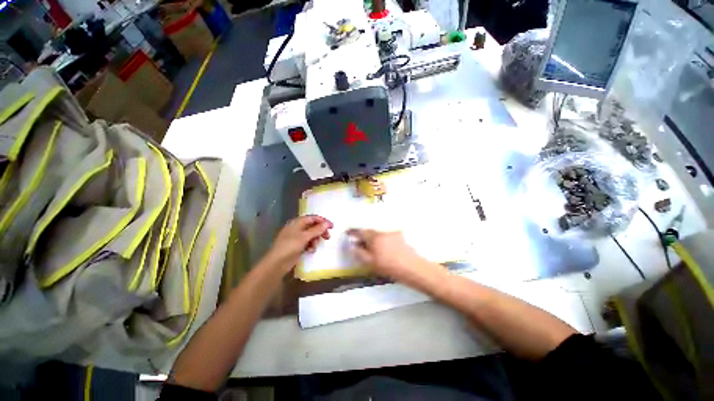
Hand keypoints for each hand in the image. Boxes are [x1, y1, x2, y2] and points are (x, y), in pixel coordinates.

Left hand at [265, 215, 332, 271]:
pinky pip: (307, 242)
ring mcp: (296, 237)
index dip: (323, 221)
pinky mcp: (297, 245)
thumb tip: (327, 223)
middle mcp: (297, 227)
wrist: (277, 262)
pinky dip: (311, 245)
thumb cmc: (290, 246)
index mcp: (297, 222)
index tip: (332, 227)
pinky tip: (310, 250)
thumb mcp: (305, 237)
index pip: (313, 218)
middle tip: (328, 237)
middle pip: (313, 226)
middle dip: (320, 231)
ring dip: (315, 240)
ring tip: (314, 246)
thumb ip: (317, 229)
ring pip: (311, 235)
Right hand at [347, 229, 436, 284]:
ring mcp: (392, 232)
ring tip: (373, 247)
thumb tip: (352, 246)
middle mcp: (382, 231)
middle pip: (370, 230)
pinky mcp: (400, 235)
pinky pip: (386, 234)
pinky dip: (382, 238)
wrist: (412, 267)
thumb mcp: (371, 263)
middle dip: (364, 235)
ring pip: (378, 232)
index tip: (348, 233)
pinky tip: (385, 246)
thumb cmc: (389, 266)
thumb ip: (359, 253)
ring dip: (373, 237)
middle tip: (361, 244)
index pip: (360, 231)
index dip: (353, 232)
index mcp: (374, 237)